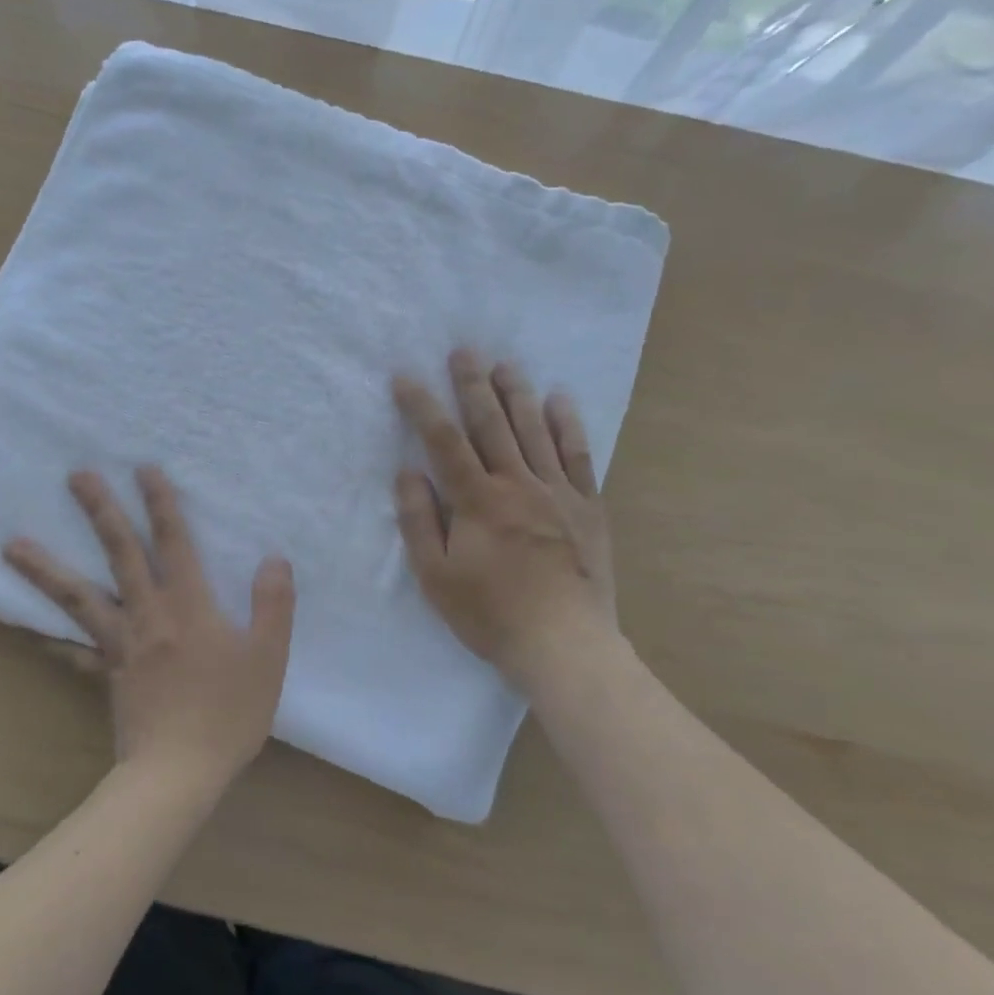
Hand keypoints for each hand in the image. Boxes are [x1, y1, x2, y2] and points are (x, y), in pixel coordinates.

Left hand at [3, 466, 295, 793]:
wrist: (178, 773)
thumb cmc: (228, 714)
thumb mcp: (268, 658)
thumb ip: (273, 605)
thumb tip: (274, 559)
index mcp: (189, 606)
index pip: (174, 543)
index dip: (161, 503)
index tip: (143, 468)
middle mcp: (148, 615)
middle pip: (120, 554)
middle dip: (101, 512)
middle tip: (76, 476)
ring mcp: (119, 645)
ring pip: (78, 597)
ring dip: (46, 569)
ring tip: (11, 545)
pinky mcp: (105, 674)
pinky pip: (72, 652)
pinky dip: (50, 639)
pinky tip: (30, 630)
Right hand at [393, 350, 618, 681]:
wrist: (563, 644)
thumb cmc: (490, 614)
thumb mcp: (436, 576)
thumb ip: (419, 521)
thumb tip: (407, 472)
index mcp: (477, 501)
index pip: (444, 441)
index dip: (422, 406)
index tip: (405, 377)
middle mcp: (517, 484)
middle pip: (491, 424)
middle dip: (473, 385)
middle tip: (464, 351)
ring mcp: (558, 492)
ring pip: (534, 431)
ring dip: (517, 394)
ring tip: (505, 364)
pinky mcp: (588, 507)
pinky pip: (578, 455)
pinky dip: (568, 425)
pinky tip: (560, 400)